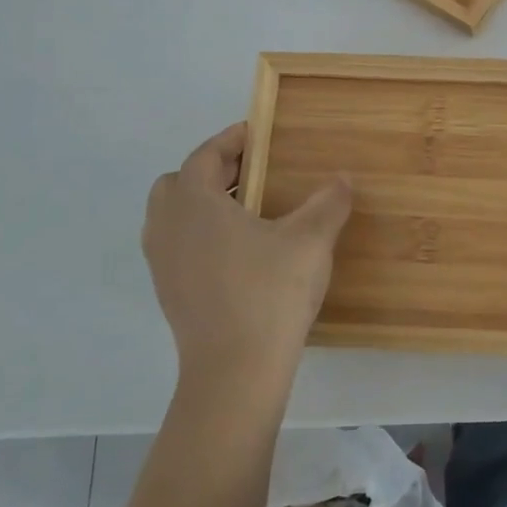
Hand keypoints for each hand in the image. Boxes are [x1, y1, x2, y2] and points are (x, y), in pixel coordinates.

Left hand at [142, 124, 351, 407]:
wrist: (235, 371)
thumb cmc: (269, 292)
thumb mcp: (310, 240)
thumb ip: (328, 202)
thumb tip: (343, 178)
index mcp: (194, 203)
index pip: (204, 155)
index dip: (231, 140)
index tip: (258, 134)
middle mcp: (168, 227)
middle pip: (179, 183)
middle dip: (212, 172)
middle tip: (251, 173)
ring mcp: (163, 264)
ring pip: (173, 217)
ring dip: (203, 205)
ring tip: (247, 212)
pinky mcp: (169, 294)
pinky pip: (178, 246)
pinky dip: (200, 235)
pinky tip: (239, 252)